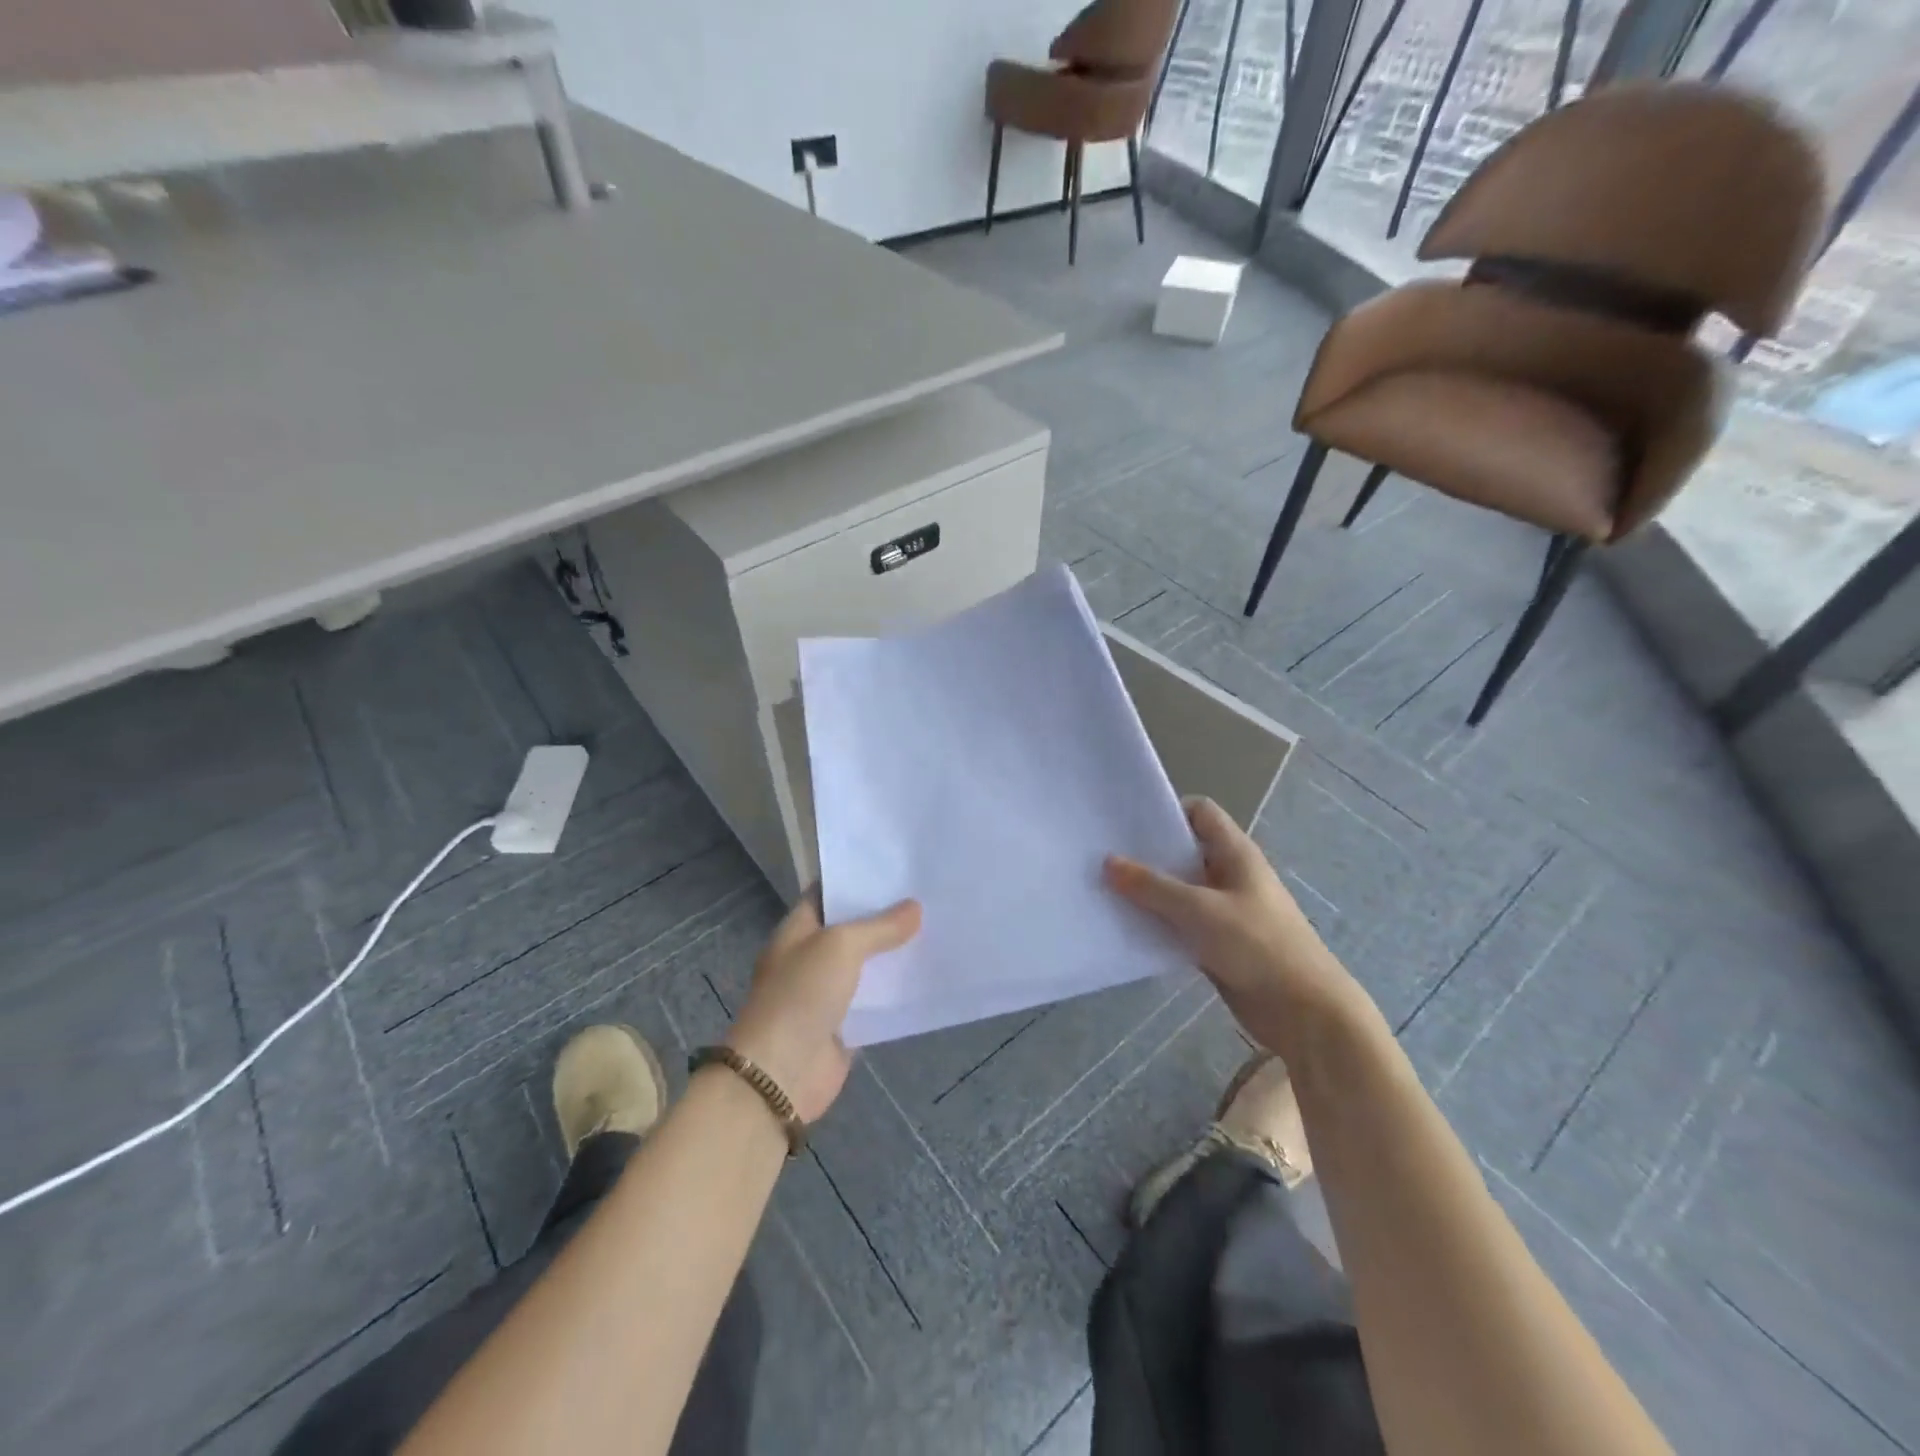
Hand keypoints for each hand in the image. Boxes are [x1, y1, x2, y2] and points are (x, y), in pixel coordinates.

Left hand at [725, 891, 920, 1123]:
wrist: (781, 1074)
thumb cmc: (801, 995)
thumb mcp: (840, 946)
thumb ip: (879, 926)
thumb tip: (915, 907)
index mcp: (797, 930)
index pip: (827, 893)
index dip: (856, 880)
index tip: (896, 868)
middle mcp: (811, 957)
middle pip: (851, 929)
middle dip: (885, 916)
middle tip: (927, 894)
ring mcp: (827, 993)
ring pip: (867, 965)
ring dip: (894, 953)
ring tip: (937, 928)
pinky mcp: (845, 1025)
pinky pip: (876, 1001)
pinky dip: (897, 991)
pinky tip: (928, 975)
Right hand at [1105, 796, 1363, 1055]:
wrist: (1305, 1012)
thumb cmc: (1258, 945)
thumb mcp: (1200, 910)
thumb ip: (1152, 886)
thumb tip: (1108, 861)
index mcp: (1235, 854)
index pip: (1200, 812)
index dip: (1167, 811)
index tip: (1128, 824)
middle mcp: (1229, 875)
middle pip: (1184, 852)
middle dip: (1147, 854)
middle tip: (1103, 857)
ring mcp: (1224, 911)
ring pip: (1179, 891)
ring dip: (1148, 893)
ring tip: (1105, 891)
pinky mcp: (1217, 944)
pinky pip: (1180, 924)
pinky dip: (1158, 924)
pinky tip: (1126, 929)